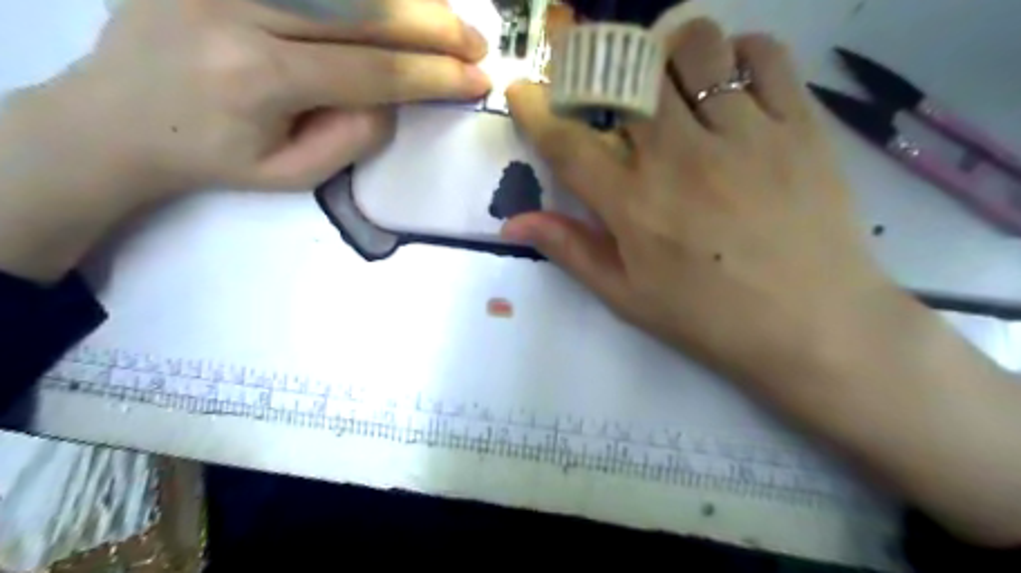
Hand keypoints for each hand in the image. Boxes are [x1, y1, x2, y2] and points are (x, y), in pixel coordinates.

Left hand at [0, 0, 489, 278]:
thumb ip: (355, 136)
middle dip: (434, 25)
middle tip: (477, 41)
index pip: (374, 70)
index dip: (435, 75)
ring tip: (446, 14)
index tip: (478, 80)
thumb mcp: (294, 174)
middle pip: (364, 7)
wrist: (118, 117)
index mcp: (260, 77)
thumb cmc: (217, 158)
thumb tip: (400, 95)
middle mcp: (240, 8)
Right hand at [501, 17, 895, 384]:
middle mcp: (681, 157)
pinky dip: (737, 54)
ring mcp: (743, 134)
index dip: (535, 110)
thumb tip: (512, 224)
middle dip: (599, 68)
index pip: (568, 142)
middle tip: (604, 88)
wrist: (814, 326)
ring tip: (670, 84)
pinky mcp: (798, 126)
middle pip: (627, 74)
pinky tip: (729, 85)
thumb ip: (570, 249)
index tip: (522, 90)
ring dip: (669, 54)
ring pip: (695, 47)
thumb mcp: (627, 296)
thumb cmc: (710, 318)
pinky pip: (763, 55)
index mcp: (634, 204)